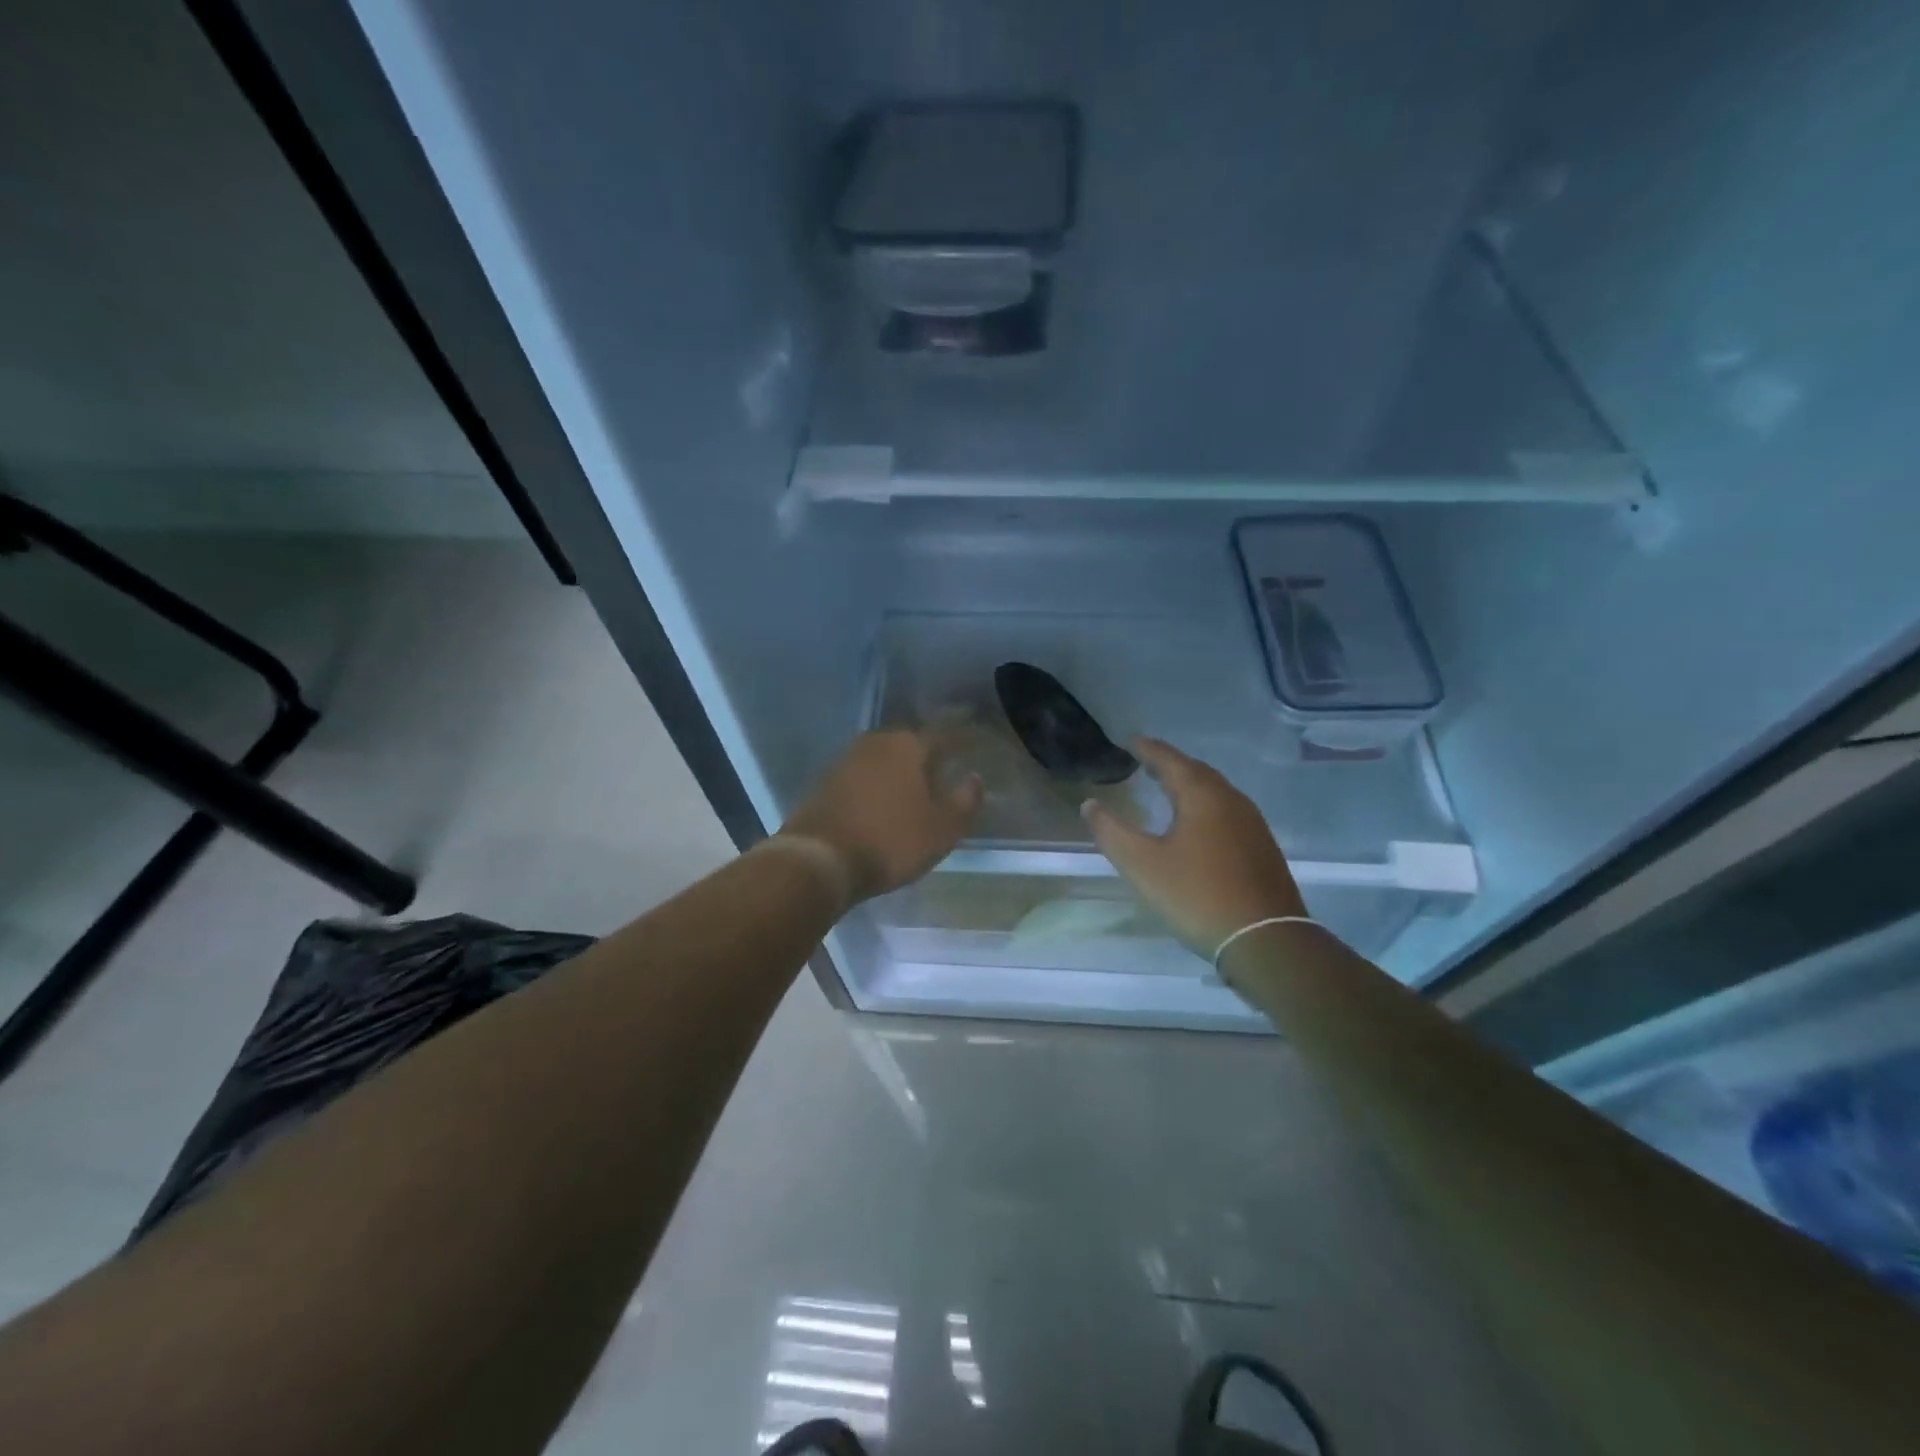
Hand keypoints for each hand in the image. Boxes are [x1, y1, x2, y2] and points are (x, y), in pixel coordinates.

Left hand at [778, 730, 983, 906]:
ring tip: (915, 788)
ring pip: (883, 758)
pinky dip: (876, 785)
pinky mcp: (824, 782)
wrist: (819, 860)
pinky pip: (861, 776)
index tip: (975, 745)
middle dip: (927, 755)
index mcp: (907, 745)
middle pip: (909, 743)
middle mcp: (875, 742)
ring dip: (899, 770)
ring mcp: (845, 760)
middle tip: (945, 769)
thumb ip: (964, 800)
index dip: (962, 740)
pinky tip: (882, 802)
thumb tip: (974, 778)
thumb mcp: (942, 829)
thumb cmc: (890, 841)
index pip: (943, 735)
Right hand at [1082, 737, 1305, 955]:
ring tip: (1168, 790)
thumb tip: (1090, 804)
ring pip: (1216, 793)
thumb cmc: (1198, 895)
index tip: (1131, 741)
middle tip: (1147, 762)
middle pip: (1197, 772)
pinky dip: (1206, 807)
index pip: (1170, 760)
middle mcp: (1232, 801)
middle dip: (1170, 765)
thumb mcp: (1142, 865)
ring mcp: (1253, 825)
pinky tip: (1198, 826)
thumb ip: (1111, 832)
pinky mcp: (1262, 849)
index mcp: (1203, 796)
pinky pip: (1228, 813)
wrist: (1266, 941)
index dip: (1149, 750)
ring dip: (1190, 786)